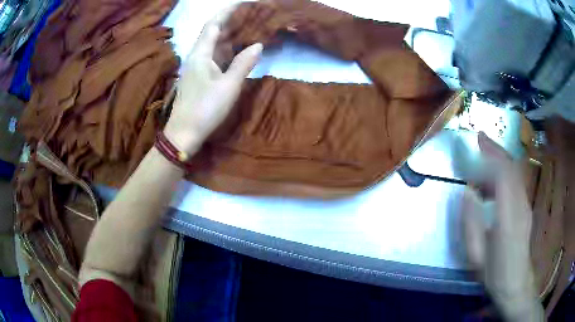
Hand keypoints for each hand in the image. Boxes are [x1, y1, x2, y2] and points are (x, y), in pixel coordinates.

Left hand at [163, 10, 262, 153]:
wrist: (184, 134)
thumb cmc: (205, 109)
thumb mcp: (228, 86)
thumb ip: (243, 64)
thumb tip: (257, 45)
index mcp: (200, 54)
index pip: (213, 24)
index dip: (227, 11)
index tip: (242, 3)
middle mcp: (196, 56)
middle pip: (212, 31)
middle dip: (229, 19)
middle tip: (249, 12)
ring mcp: (196, 66)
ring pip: (213, 43)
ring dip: (228, 32)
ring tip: (246, 24)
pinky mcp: (198, 76)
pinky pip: (214, 54)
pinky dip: (226, 47)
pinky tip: (236, 46)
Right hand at [461, 132, 542, 321]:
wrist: (516, 284)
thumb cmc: (494, 273)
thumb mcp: (476, 256)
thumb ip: (471, 224)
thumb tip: (467, 193)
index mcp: (508, 217)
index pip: (504, 174)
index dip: (492, 153)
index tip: (478, 140)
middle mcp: (521, 205)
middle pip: (512, 167)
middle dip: (496, 149)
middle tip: (480, 139)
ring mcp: (526, 205)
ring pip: (515, 172)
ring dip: (500, 160)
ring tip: (483, 159)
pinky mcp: (526, 208)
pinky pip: (516, 182)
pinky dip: (504, 172)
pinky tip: (493, 180)